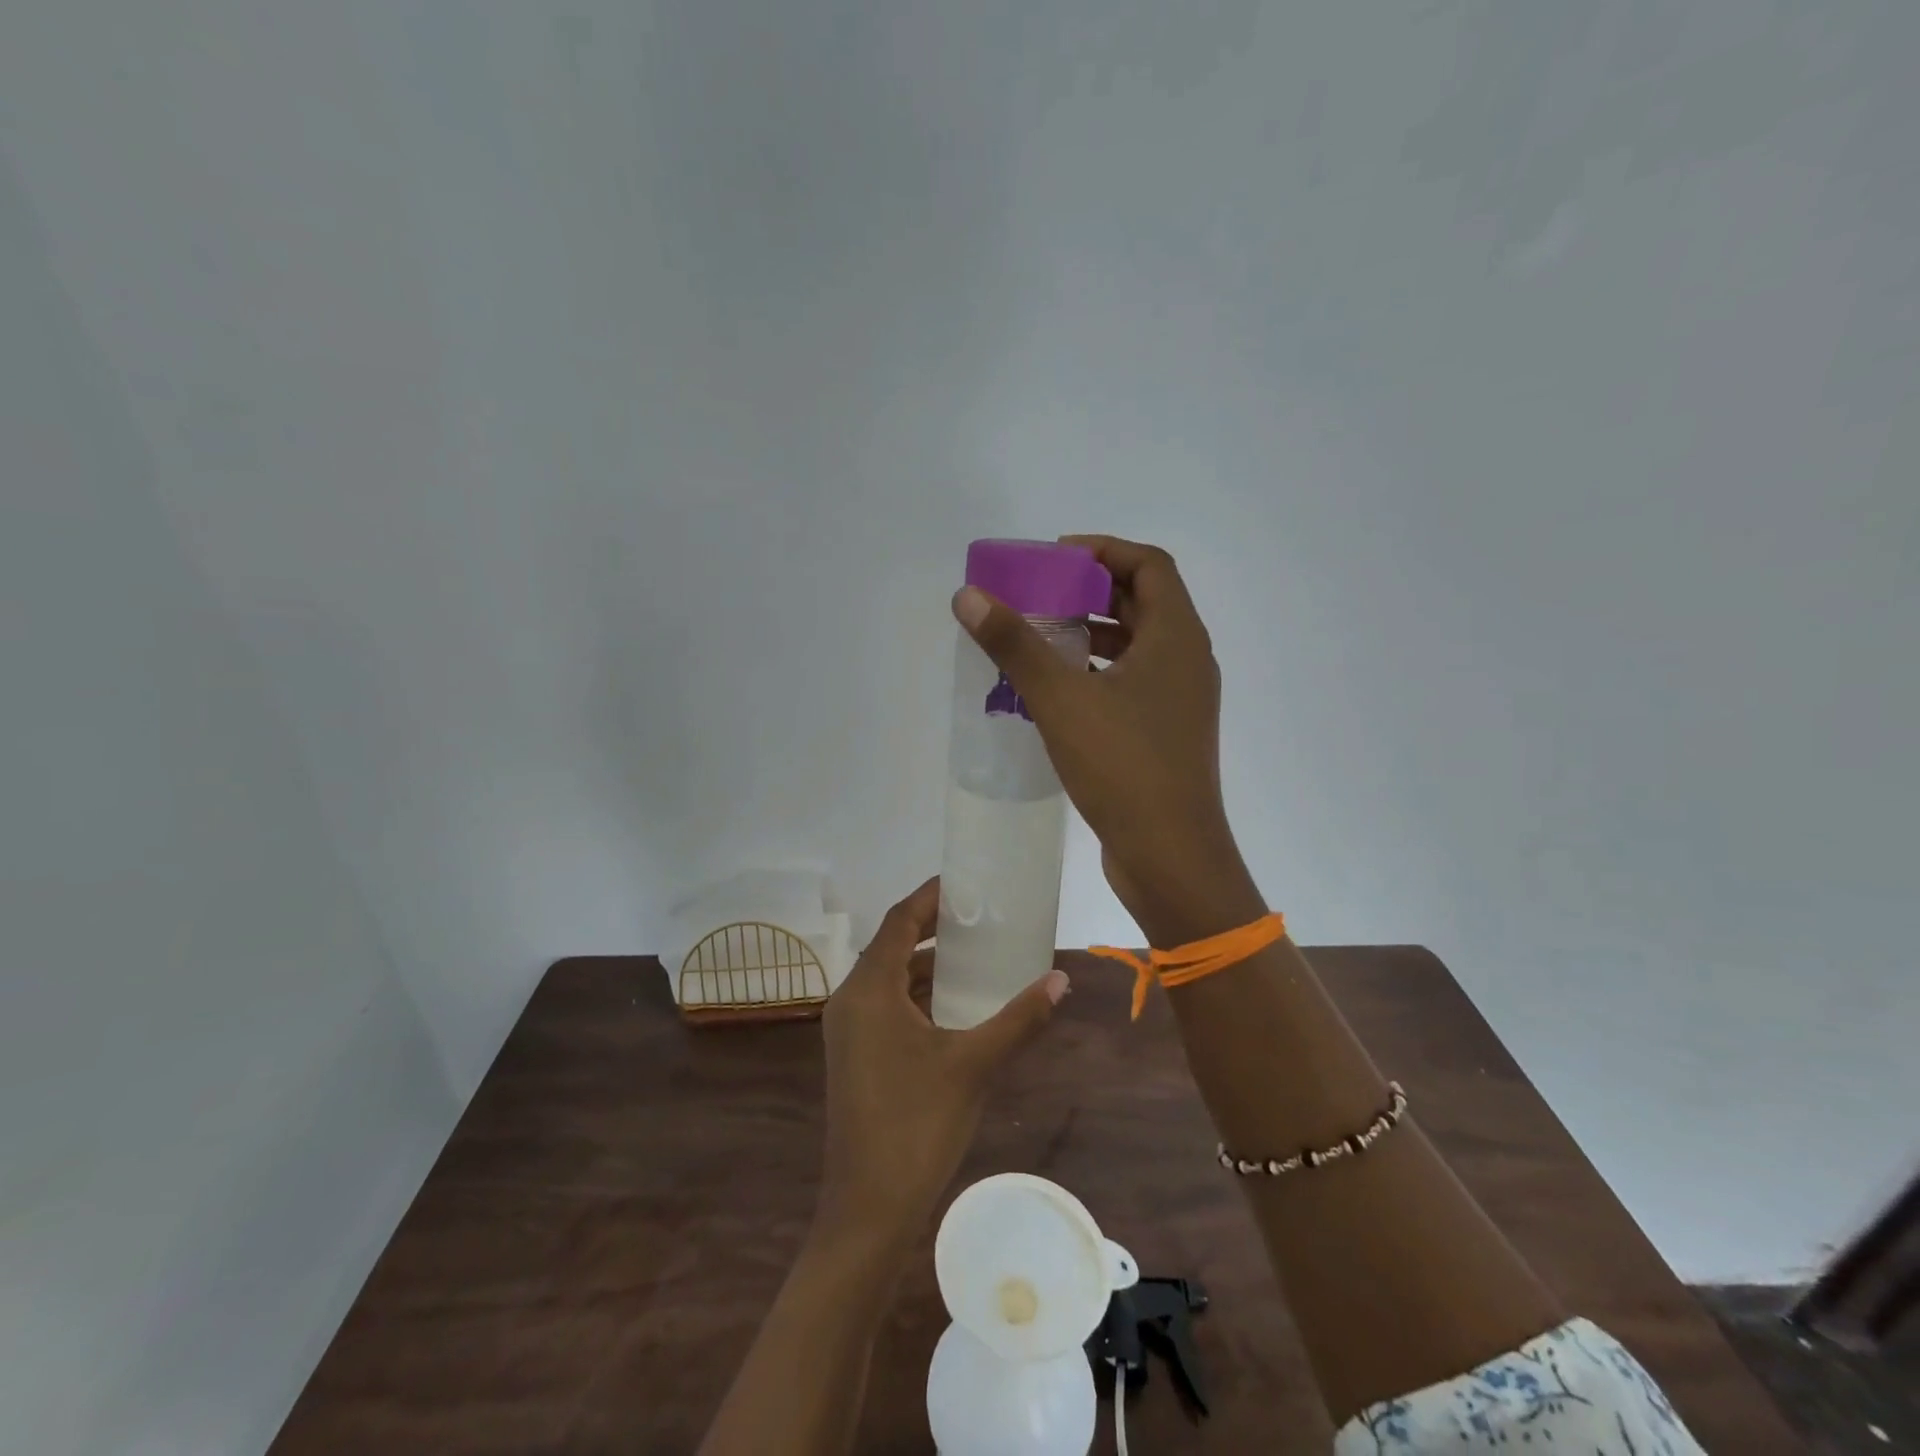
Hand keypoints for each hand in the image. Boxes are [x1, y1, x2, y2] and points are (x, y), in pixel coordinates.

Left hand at [817, 878, 1067, 1242]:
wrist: (867, 1210)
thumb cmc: (917, 1125)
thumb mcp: (974, 1065)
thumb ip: (1019, 1018)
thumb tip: (1060, 981)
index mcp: (869, 990)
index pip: (899, 921)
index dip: (929, 897)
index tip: (963, 882)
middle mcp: (850, 1000)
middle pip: (891, 945)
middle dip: (932, 927)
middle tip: (978, 916)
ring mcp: (847, 1031)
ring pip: (887, 978)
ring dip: (925, 964)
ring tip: (973, 954)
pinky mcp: (853, 1056)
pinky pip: (885, 1005)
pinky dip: (916, 994)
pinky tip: (952, 1006)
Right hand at [952, 535, 1264, 946]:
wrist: (1171, 857)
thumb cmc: (1124, 766)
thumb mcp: (1061, 698)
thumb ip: (1015, 643)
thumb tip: (969, 595)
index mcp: (1177, 637)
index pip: (1148, 564)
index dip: (1102, 550)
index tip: (1053, 558)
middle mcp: (1187, 660)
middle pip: (1142, 602)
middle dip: (1089, 590)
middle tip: (1038, 595)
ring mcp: (1180, 701)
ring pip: (1136, 646)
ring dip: (1090, 634)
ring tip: (1039, 639)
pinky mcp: (1166, 734)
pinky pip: (1131, 683)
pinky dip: (1096, 673)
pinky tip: (1055, 693)